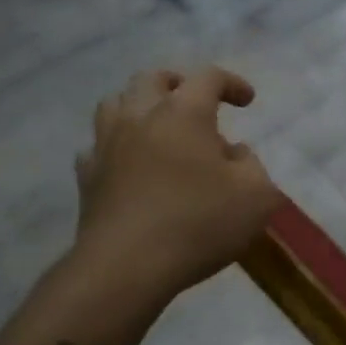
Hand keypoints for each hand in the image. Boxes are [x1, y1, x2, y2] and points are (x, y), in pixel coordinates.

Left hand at [70, 66, 280, 298]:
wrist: (127, 267)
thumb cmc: (199, 223)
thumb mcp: (257, 196)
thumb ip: (252, 166)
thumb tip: (234, 154)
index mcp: (184, 113)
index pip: (208, 77)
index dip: (231, 83)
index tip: (246, 101)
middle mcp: (140, 117)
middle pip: (152, 79)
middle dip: (177, 83)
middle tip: (196, 102)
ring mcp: (107, 146)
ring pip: (115, 104)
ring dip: (139, 107)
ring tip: (158, 127)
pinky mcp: (88, 178)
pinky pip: (97, 147)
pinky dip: (116, 147)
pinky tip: (129, 165)